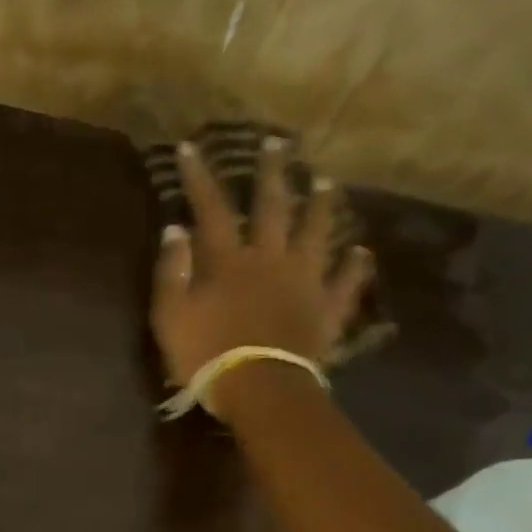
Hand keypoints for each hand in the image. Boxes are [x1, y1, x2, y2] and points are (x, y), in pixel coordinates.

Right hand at [151, 137, 373, 388]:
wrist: (259, 388)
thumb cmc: (207, 356)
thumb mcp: (171, 318)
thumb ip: (171, 273)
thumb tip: (175, 230)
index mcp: (228, 261)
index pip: (211, 210)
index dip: (200, 178)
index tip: (192, 147)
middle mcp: (270, 259)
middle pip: (273, 208)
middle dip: (272, 173)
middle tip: (278, 143)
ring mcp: (304, 282)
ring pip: (316, 234)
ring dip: (320, 206)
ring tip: (326, 182)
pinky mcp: (326, 309)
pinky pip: (345, 283)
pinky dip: (354, 267)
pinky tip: (361, 252)